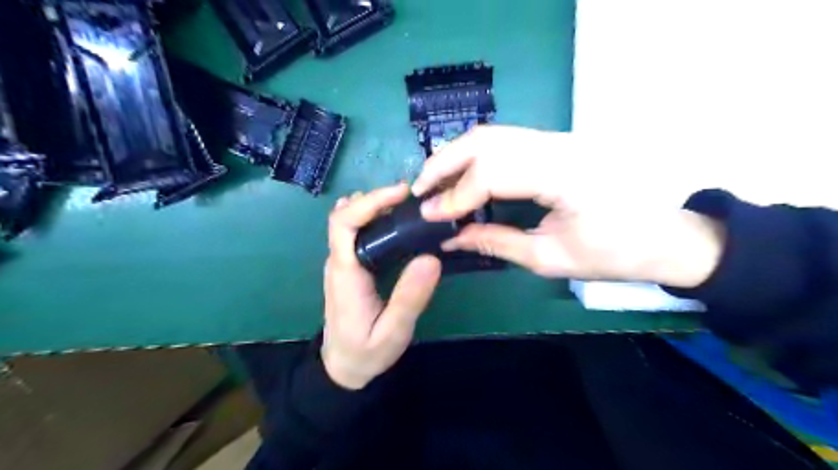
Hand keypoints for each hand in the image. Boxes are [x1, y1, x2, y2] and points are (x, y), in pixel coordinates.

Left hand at [322, 182, 441, 387]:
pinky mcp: (351, 266)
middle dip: (376, 198)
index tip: (400, 193)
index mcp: (345, 273)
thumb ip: (410, 298)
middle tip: (411, 196)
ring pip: (351, 221)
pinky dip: (375, 218)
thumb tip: (431, 258)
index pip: (343, 223)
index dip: (369, 201)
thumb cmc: (366, 352)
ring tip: (408, 203)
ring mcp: (342, 263)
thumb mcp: (393, 332)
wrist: (342, 367)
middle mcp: (339, 261)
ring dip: (375, 205)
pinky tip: (398, 221)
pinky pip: (358, 233)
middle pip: (346, 215)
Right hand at [411, 125, 719, 285]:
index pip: (494, 170)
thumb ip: (495, 242)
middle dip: (445, 163)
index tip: (432, 216)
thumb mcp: (550, 258)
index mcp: (567, 175)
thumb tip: (450, 239)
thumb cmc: (614, 254)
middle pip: (487, 139)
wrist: (663, 237)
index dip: (457, 194)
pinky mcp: (556, 143)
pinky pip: (506, 141)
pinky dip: (476, 156)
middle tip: (420, 190)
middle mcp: (561, 144)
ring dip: (456, 155)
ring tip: (433, 182)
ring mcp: (560, 138)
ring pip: (493, 134)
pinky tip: (461, 175)